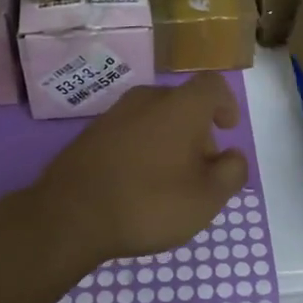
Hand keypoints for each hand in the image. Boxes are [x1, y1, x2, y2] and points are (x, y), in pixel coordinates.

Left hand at [30, 73, 248, 264]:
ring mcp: (114, 115)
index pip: (213, 85)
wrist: (68, 217)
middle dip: (198, 131)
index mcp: (180, 106)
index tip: (228, 129)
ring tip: (169, 181)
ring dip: (169, 141)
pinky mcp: (90, 135)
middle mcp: (147, 99)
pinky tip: (138, 184)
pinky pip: (130, 133)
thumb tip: (233, 156)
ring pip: (154, 119)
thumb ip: (231, 172)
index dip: (226, 103)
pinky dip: (142, 150)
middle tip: (201, 170)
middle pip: (183, 104)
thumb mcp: (207, 198)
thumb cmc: (149, 203)